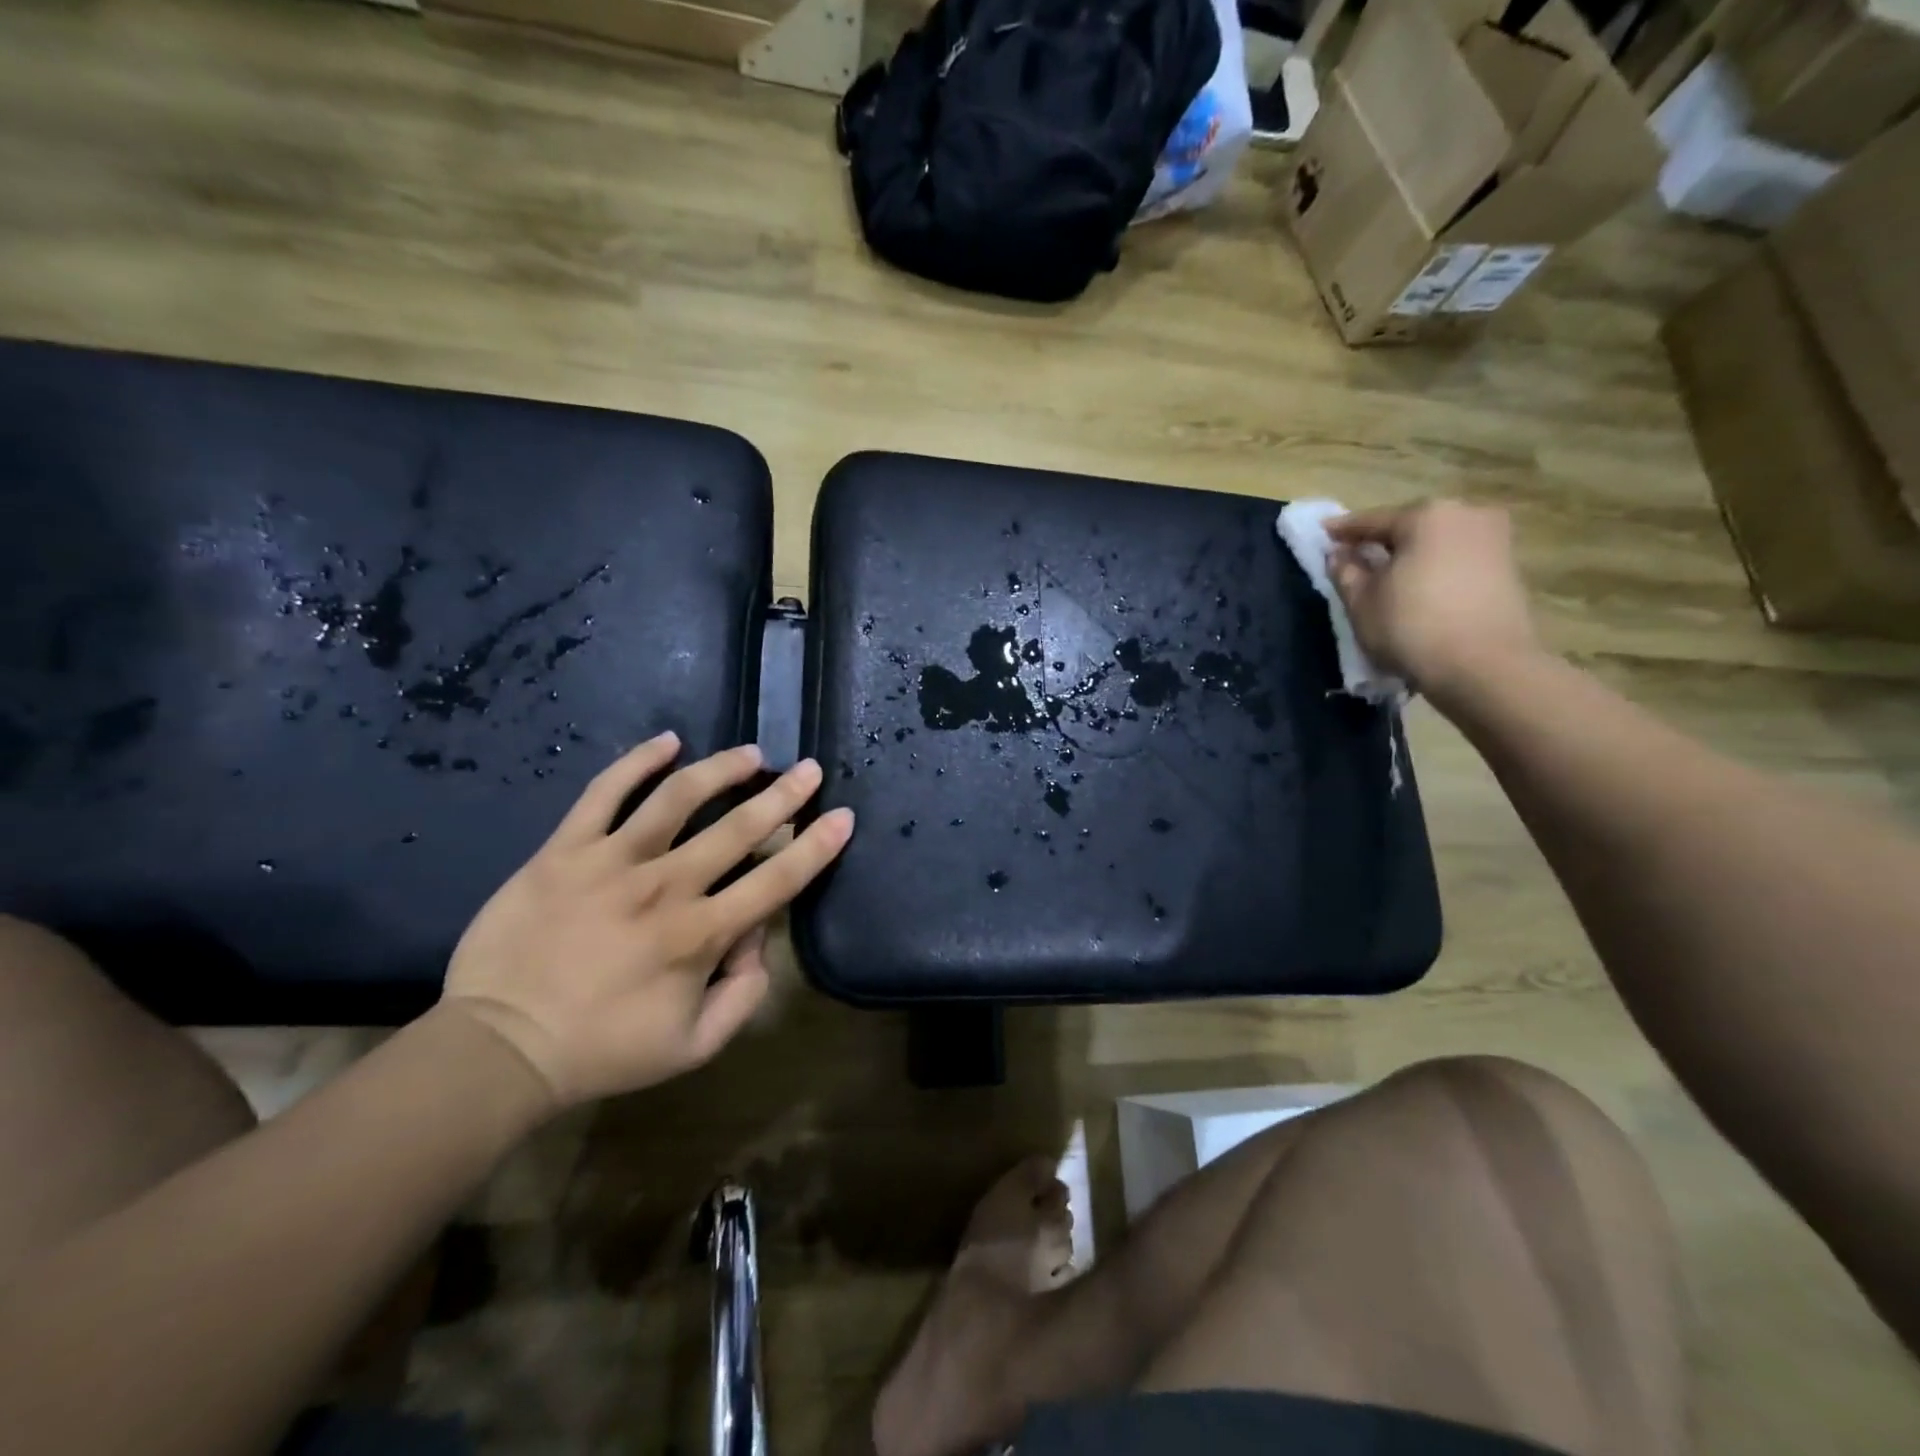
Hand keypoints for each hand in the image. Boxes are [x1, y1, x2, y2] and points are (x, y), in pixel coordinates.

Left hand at [440, 734, 853, 1110]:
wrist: (499, 1047)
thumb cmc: (603, 1050)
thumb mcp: (694, 1045)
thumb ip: (744, 993)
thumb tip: (757, 937)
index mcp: (700, 934)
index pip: (777, 880)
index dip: (816, 847)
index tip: (841, 817)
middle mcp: (665, 886)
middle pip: (737, 828)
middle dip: (783, 795)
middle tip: (809, 769)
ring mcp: (612, 861)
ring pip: (677, 797)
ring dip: (722, 770)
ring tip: (750, 754)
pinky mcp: (565, 850)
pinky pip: (604, 793)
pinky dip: (637, 761)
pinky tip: (667, 741)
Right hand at [1327, 500, 1539, 699]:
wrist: (1484, 667)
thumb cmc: (1411, 627)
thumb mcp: (1361, 601)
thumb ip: (1345, 571)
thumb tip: (1339, 554)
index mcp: (1426, 515)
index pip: (1372, 520)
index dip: (1342, 531)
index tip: (1322, 534)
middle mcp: (1466, 514)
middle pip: (1410, 527)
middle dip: (1382, 542)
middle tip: (1355, 558)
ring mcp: (1495, 539)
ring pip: (1437, 542)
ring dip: (1411, 556)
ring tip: (1386, 576)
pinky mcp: (1509, 567)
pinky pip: (1457, 559)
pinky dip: (1434, 569)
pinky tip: (1418, 589)